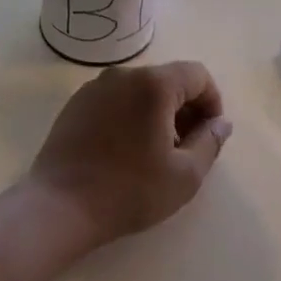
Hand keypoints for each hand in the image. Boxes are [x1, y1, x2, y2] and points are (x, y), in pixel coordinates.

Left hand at [26, 61, 231, 245]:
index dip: (212, 101)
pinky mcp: (76, 103)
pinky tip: (125, 151)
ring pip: (141, 90)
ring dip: (158, 113)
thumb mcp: (185, 175)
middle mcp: (123, 74)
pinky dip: (131, 115)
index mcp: (153, 84)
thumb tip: (221, 122)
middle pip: (168, 79)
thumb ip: (210, 142)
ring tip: (156, 153)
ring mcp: (95, 87)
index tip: (210, 134)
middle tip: (187, 148)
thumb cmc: (129, 191)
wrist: (59, 206)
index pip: (198, 75)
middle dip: (186, 108)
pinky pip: (116, 99)